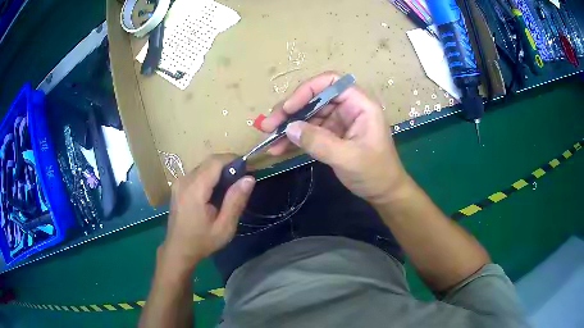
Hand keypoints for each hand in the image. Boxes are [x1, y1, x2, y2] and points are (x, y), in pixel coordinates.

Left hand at [159, 155, 255, 271]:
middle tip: (243, 179)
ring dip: (220, 170)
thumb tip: (249, 178)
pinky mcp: (178, 185)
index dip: (234, 160)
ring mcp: (179, 182)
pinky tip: (217, 191)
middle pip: (210, 161)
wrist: (178, 249)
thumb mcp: (224, 227)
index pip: (216, 162)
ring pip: (204, 166)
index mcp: (194, 189)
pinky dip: (211, 176)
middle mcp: (184, 180)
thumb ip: (235, 201)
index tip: (249, 169)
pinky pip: (198, 173)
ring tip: (233, 186)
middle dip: (229, 165)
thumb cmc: (202, 241)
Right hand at [261, 72, 409, 204]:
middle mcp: (348, 108)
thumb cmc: (375, 173)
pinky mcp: (332, 135)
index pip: (331, 83)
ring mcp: (339, 121)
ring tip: (269, 138)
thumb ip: (319, 142)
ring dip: (288, 126)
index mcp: (360, 104)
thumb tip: (289, 128)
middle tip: (268, 125)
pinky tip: (278, 148)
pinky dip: (294, 139)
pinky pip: (309, 131)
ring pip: (308, 115)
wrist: (384, 193)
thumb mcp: (348, 158)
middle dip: (290, 110)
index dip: (307, 90)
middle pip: (315, 98)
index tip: (288, 108)